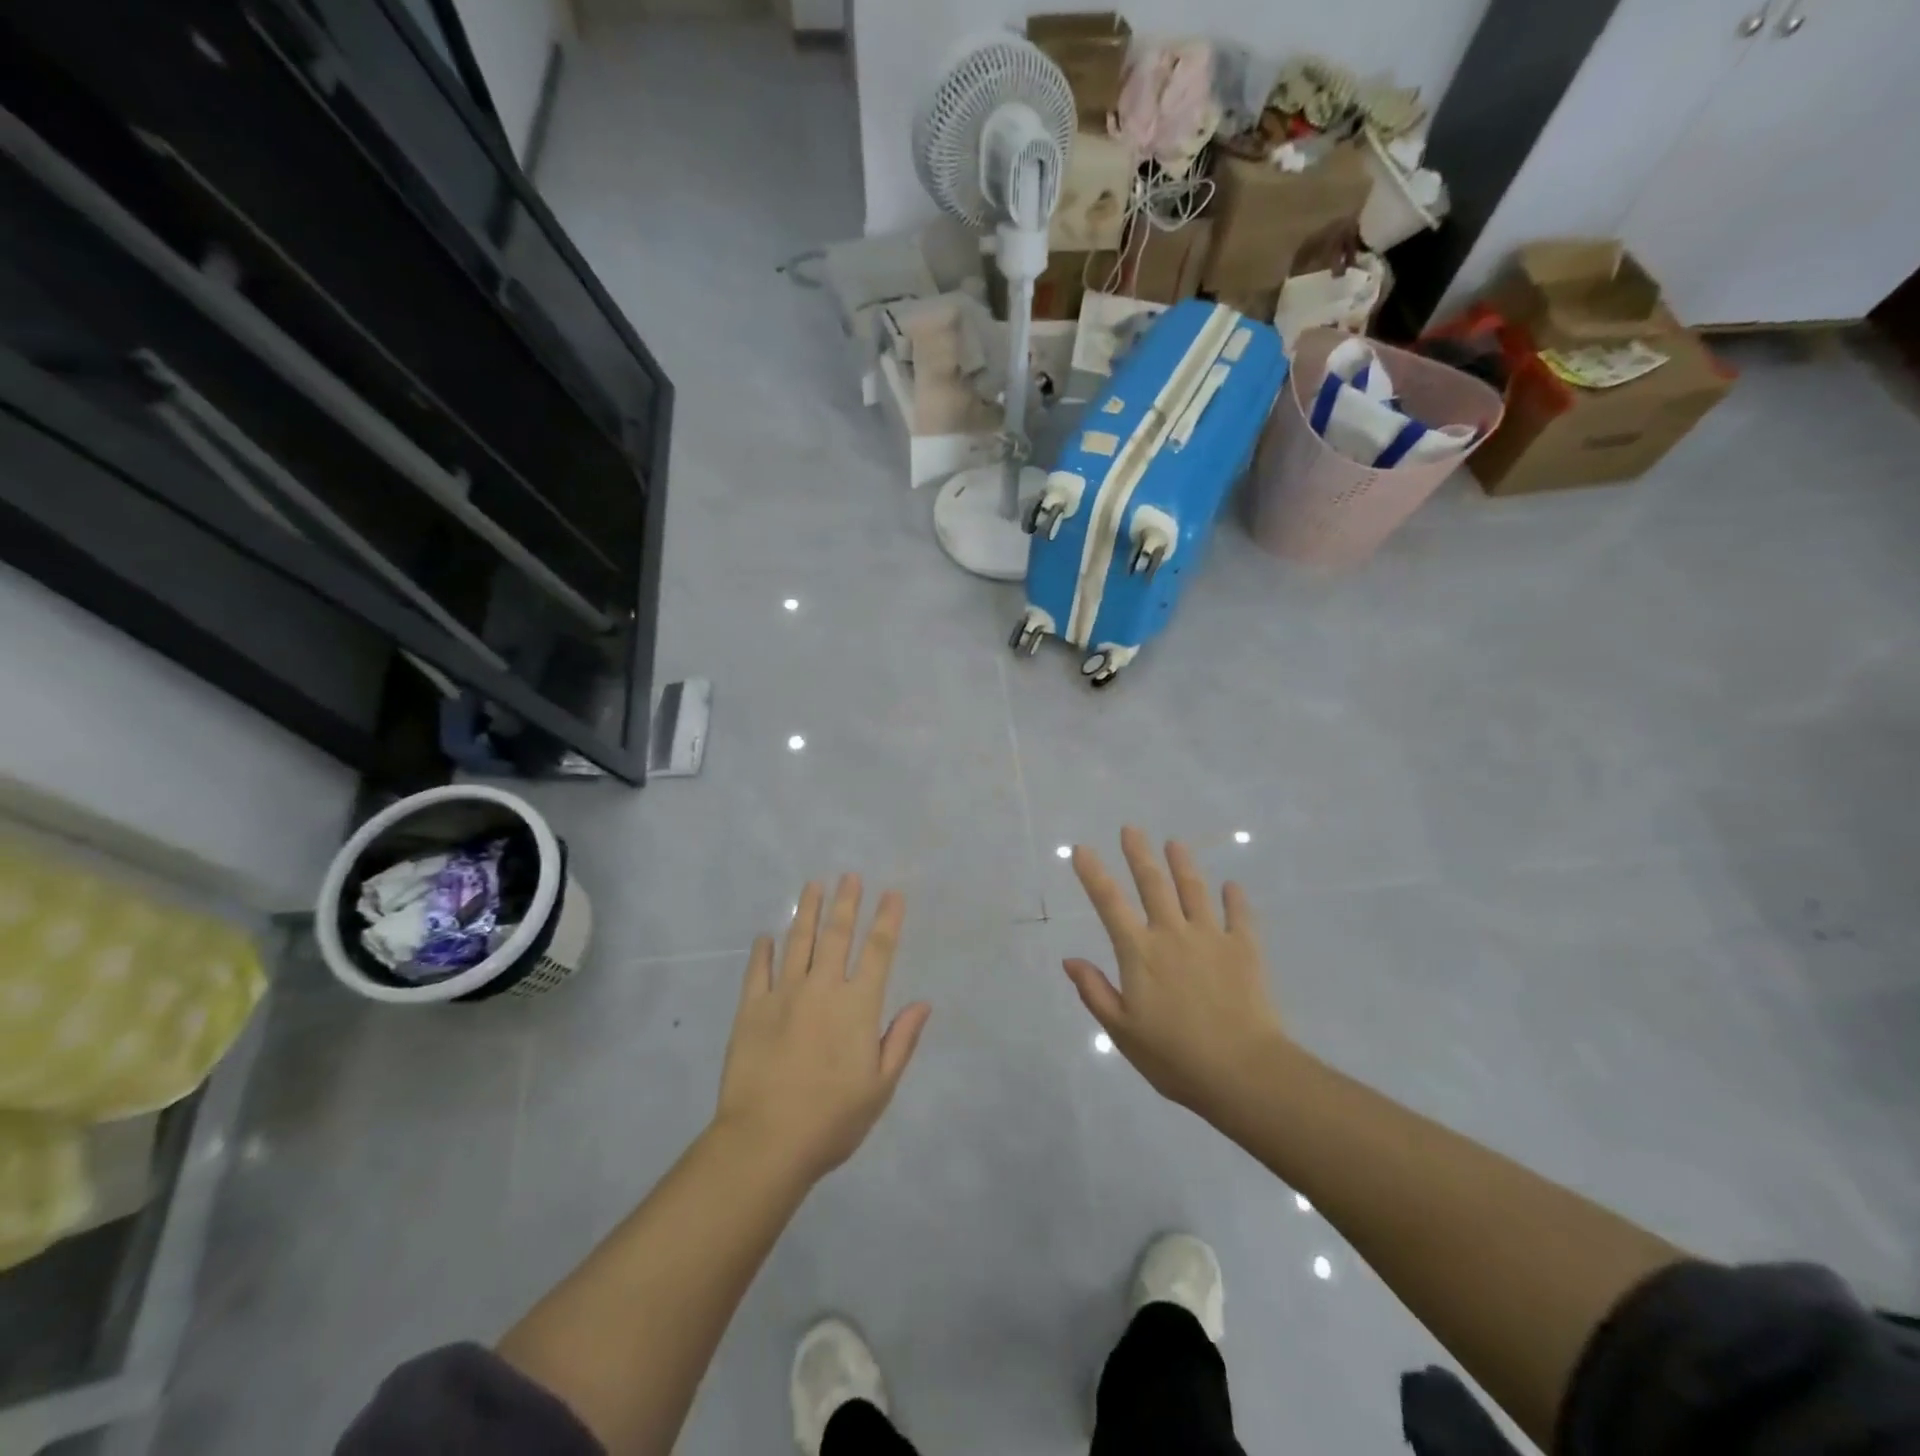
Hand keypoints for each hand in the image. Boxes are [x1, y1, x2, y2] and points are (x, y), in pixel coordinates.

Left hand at [715, 875, 930, 1182]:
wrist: (766, 1141)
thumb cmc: (832, 1119)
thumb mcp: (880, 1087)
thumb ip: (901, 1040)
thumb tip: (923, 1003)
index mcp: (857, 1006)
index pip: (878, 951)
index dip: (887, 920)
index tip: (892, 894)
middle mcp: (821, 989)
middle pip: (835, 935)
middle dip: (845, 903)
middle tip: (849, 876)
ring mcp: (782, 995)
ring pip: (797, 942)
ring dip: (806, 911)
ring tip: (812, 885)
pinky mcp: (750, 1009)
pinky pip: (757, 971)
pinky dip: (762, 951)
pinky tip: (766, 936)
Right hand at [1063, 827, 1288, 1118]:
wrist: (1242, 1071)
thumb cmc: (1174, 1057)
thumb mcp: (1122, 1032)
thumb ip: (1095, 992)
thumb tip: (1070, 960)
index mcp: (1139, 952)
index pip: (1109, 903)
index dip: (1093, 874)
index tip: (1081, 849)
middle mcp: (1172, 934)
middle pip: (1153, 884)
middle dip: (1139, 854)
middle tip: (1131, 829)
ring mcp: (1211, 938)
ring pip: (1194, 890)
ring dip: (1183, 864)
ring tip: (1175, 843)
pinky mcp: (1245, 950)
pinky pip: (1240, 916)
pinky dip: (1235, 899)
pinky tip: (1232, 886)